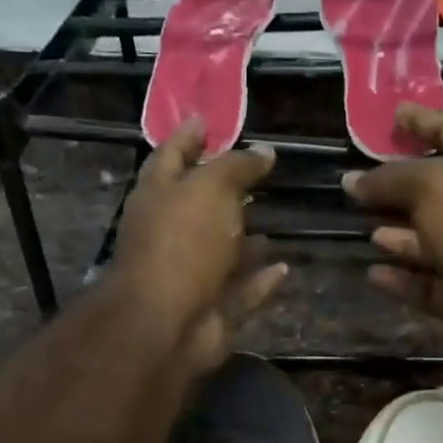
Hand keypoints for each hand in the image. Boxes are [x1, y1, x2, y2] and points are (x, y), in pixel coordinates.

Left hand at [112, 118, 288, 372]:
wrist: (165, 324)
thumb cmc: (182, 243)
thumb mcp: (210, 189)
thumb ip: (236, 167)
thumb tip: (264, 151)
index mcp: (158, 196)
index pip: (172, 154)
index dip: (190, 135)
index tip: (209, 119)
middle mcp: (170, 234)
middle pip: (198, 205)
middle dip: (224, 190)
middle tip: (257, 173)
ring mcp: (190, 276)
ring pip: (221, 252)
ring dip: (244, 240)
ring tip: (275, 220)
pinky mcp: (211, 310)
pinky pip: (240, 291)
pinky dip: (259, 280)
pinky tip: (284, 267)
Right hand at [343, 105, 442, 362]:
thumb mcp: (431, 185)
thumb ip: (389, 179)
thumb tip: (351, 180)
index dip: (422, 120)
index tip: (392, 113)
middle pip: (436, 189)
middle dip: (399, 183)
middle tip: (361, 178)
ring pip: (428, 239)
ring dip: (398, 233)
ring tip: (363, 225)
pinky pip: (424, 283)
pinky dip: (399, 278)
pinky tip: (373, 273)